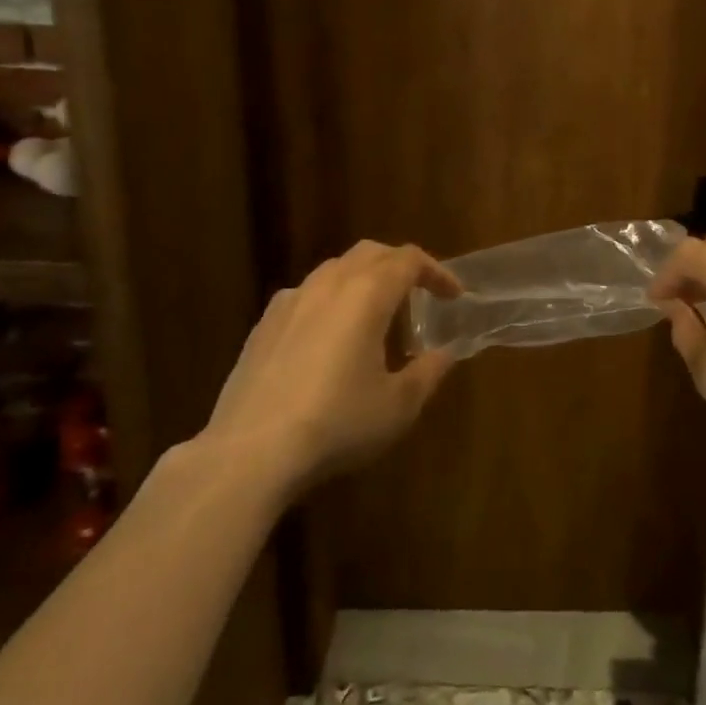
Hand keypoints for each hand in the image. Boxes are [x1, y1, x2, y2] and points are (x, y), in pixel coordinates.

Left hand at [199, 241, 460, 494]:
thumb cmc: (338, 423)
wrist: (251, 451)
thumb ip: (429, 372)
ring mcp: (290, 301)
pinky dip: (330, 300)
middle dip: (400, 265)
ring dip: (363, 280)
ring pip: (335, 269)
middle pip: (370, 253)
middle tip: (419, 294)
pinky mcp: (263, 325)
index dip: (437, 272)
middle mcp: (328, 284)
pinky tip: (330, 337)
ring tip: (376, 315)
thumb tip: (445, 353)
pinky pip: (306, 295)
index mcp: (367, 294)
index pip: (409, 260)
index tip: (453, 295)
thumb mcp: (398, 405)